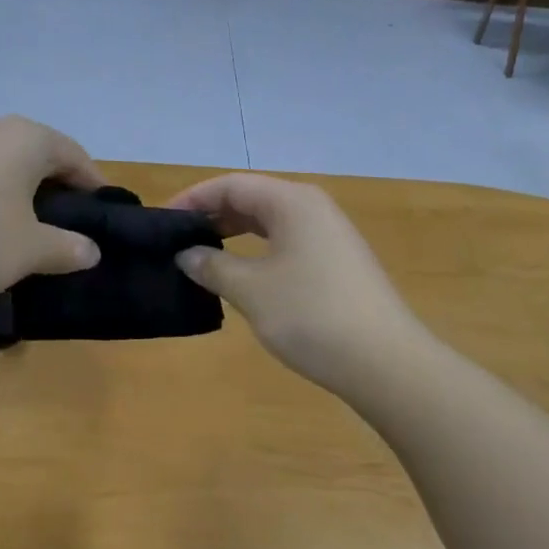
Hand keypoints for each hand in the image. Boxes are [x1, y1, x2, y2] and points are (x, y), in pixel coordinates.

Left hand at [0, 117, 103, 299]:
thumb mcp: (27, 250)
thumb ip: (66, 249)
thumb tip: (92, 250)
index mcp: (29, 140)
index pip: (77, 158)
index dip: (95, 188)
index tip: (103, 218)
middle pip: (41, 159)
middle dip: (58, 193)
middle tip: (67, 230)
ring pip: (7, 169)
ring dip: (22, 198)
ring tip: (26, 235)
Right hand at [167, 173, 432, 396]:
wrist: (386, 362)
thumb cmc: (312, 315)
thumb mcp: (251, 290)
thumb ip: (213, 266)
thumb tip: (187, 255)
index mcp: (292, 201)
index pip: (232, 185)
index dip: (193, 198)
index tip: (163, 222)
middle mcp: (313, 208)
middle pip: (252, 198)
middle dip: (212, 216)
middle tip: (178, 241)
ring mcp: (330, 235)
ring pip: (270, 222)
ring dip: (234, 235)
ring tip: (202, 256)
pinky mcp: (337, 262)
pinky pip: (287, 242)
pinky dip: (258, 251)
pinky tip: (242, 275)